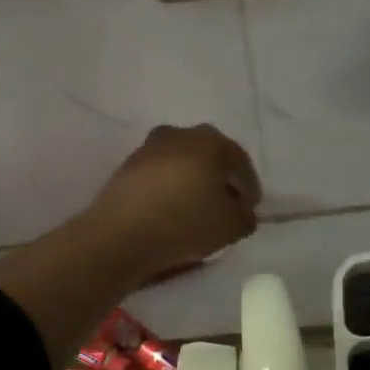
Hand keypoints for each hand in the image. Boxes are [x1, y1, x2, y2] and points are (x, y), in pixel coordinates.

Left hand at [83, 125, 260, 276]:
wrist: (120, 235)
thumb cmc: (185, 223)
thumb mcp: (232, 226)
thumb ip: (246, 216)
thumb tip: (241, 211)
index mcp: (209, 140)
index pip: (239, 161)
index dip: (249, 187)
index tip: (250, 209)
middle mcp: (178, 134)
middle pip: (209, 158)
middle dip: (220, 181)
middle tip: (225, 208)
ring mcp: (148, 149)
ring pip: (182, 165)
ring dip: (192, 184)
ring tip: (197, 212)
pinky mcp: (126, 168)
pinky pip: (159, 177)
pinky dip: (169, 190)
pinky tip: (171, 213)